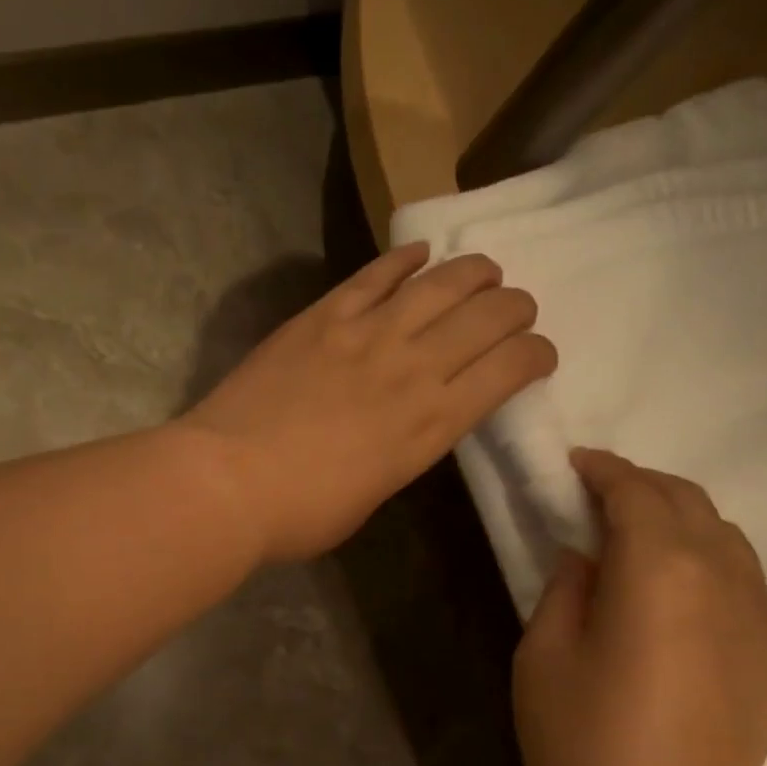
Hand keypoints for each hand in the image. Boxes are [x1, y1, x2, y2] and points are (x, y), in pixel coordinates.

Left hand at [179, 244, 554, 562]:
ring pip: (441, 282)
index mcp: (432, 425)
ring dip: (474, 271)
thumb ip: (400, 453)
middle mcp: (414, 368)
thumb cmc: (301, 513)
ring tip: (485, 271)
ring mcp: (367, 333)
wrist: (228, 481)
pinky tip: (419, 252)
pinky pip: (375, 274)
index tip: (538, 355)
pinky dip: (403, 258)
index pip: (510, 370)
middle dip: (515, 308)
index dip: (536, 355)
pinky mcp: (322, 316)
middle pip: (487, 316)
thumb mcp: (372, 496)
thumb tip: (403, 428)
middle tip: (515, 310)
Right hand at [513, 450, 766, 765]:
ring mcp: (760, 624)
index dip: (604, 470)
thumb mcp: (542, 653)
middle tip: (600, 493)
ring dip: (681, 520)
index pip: (637, 495)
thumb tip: (587, 556)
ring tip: (638, 533)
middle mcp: (723, 583)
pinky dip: (708, 563)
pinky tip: (676, 591)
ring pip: (729, 541)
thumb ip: (567, 587)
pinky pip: (745, 586)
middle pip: (691, 504)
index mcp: (659, 572)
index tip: (576, 463)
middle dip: (644, 485)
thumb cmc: (576, 739)